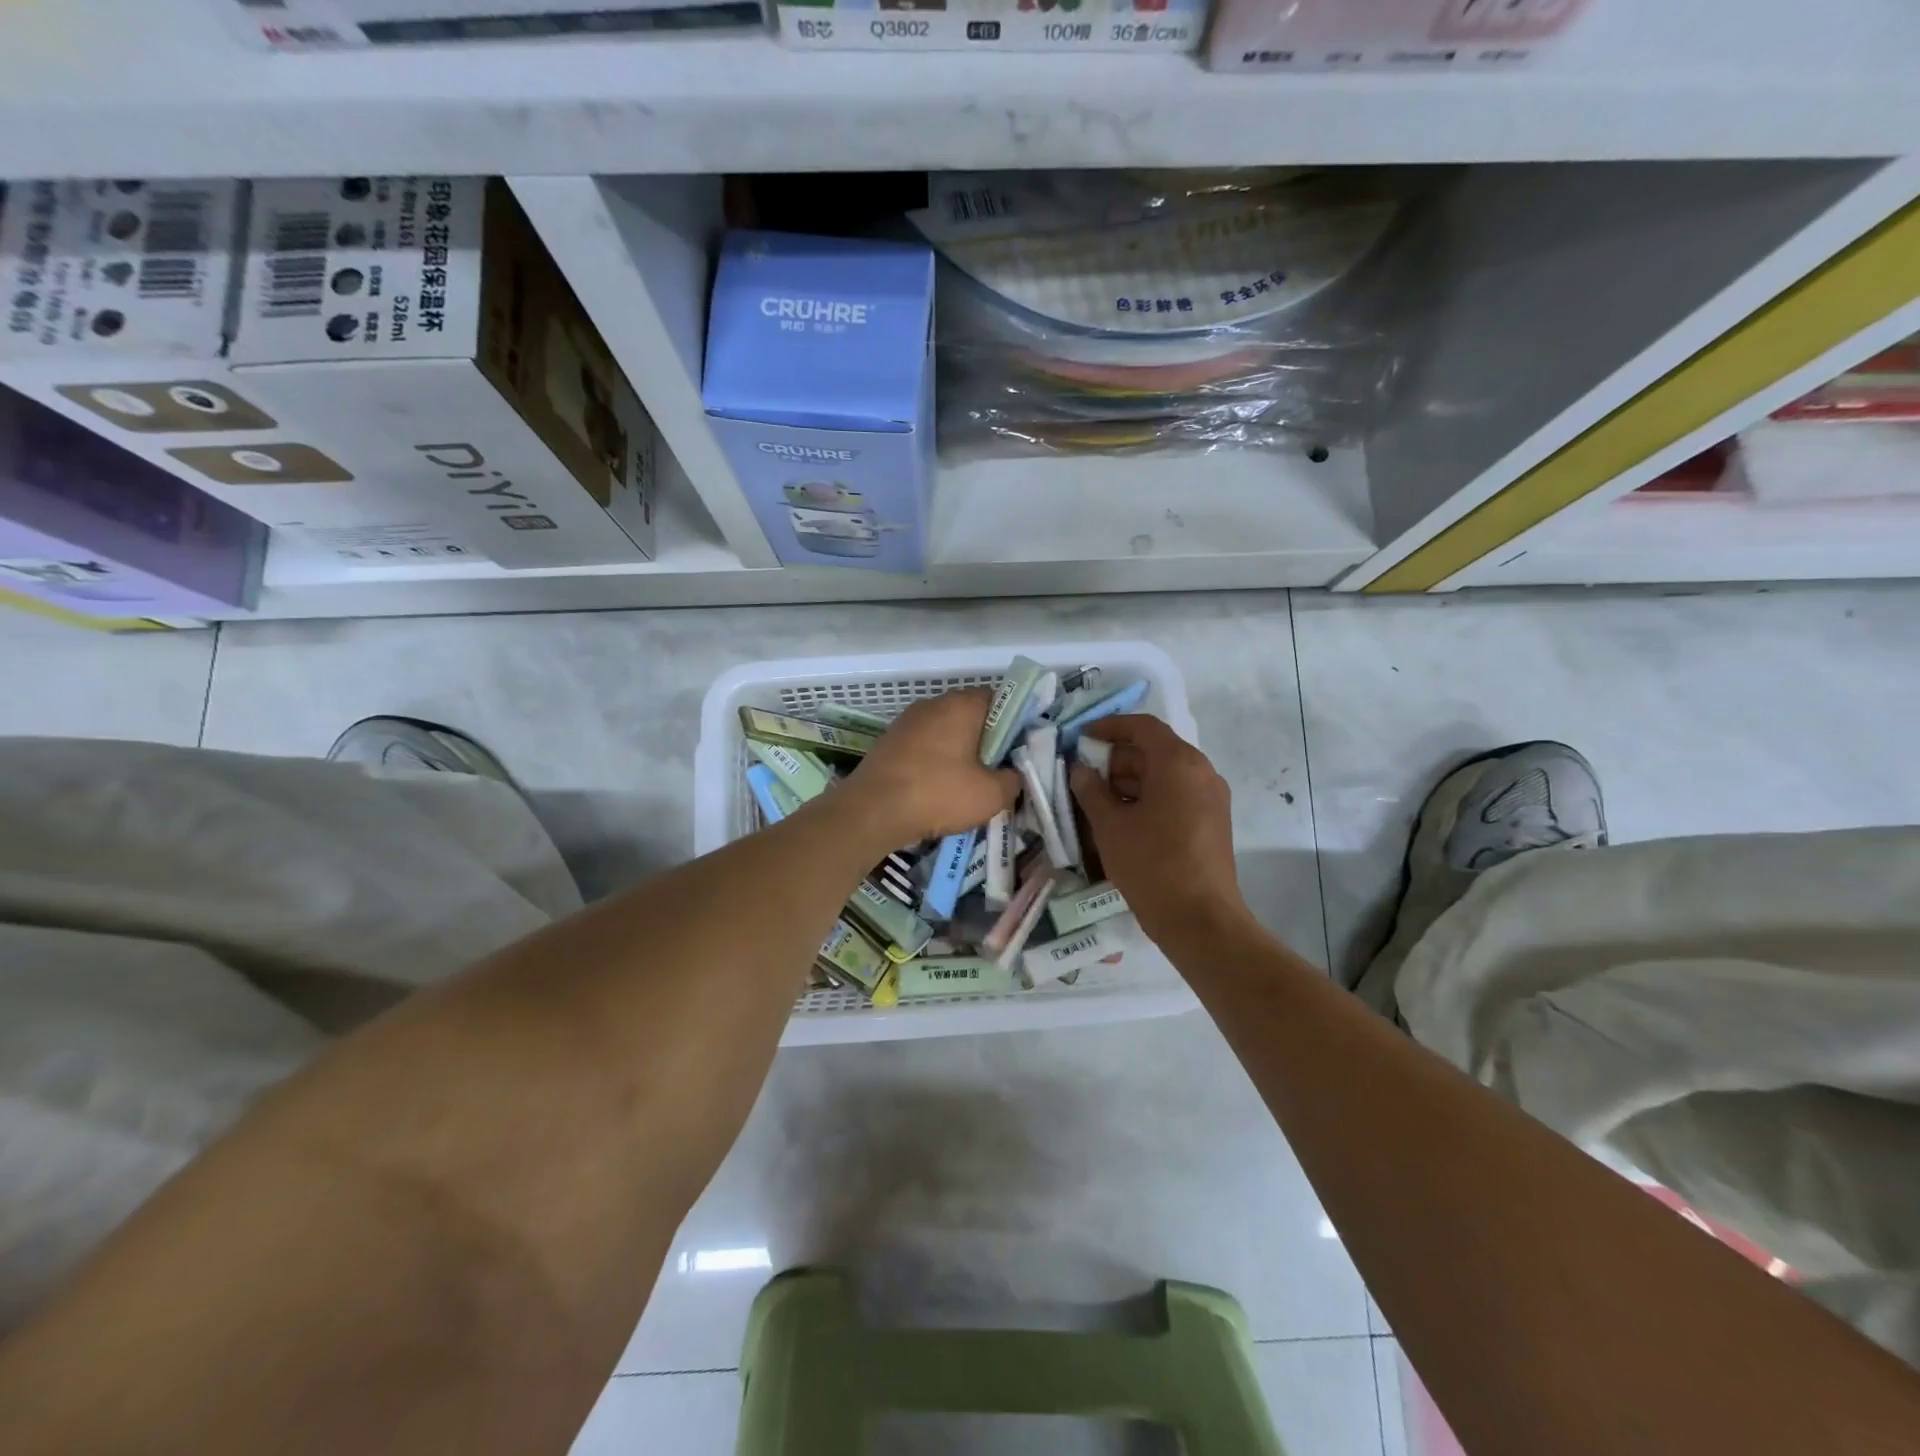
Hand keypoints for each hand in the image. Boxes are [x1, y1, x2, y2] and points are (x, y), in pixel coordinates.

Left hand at [842, 688, 1020, 846]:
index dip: (1013, 724)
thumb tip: (1012, 775)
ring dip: (958, 753)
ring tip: (966, 786)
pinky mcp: (889, 741)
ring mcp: (907, 721)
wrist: (872, 811)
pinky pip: (923, 747)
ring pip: (945, 732)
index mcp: (962, 705)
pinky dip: (934, 763)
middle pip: (971, 716)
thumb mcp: (991, 795)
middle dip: (985, 741)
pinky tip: (937, 790)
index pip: (999, 700)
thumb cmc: (938, 794)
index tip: (1017, 751)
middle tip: (996, 772)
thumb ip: (1013, 780)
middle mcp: (933, 704)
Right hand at [1070, 715, 1252, 943]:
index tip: (1081, 738)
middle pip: (1154, 750)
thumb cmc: (1151, 865)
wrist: (1200, 920)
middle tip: (1083, 777)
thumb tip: (1080, 769)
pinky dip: (1148, 799)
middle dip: (1116, 760)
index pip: (1142, 727)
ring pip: (1164, 775)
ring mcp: (1210, 798)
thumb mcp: (1110, 826)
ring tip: (1096, 803)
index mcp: (1178, 763)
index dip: (1109, 727)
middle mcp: (1201, 772)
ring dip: (1129, 782)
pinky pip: (1176, 796)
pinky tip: (1121, 822)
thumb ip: (1090, 790)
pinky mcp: (1211, 822)